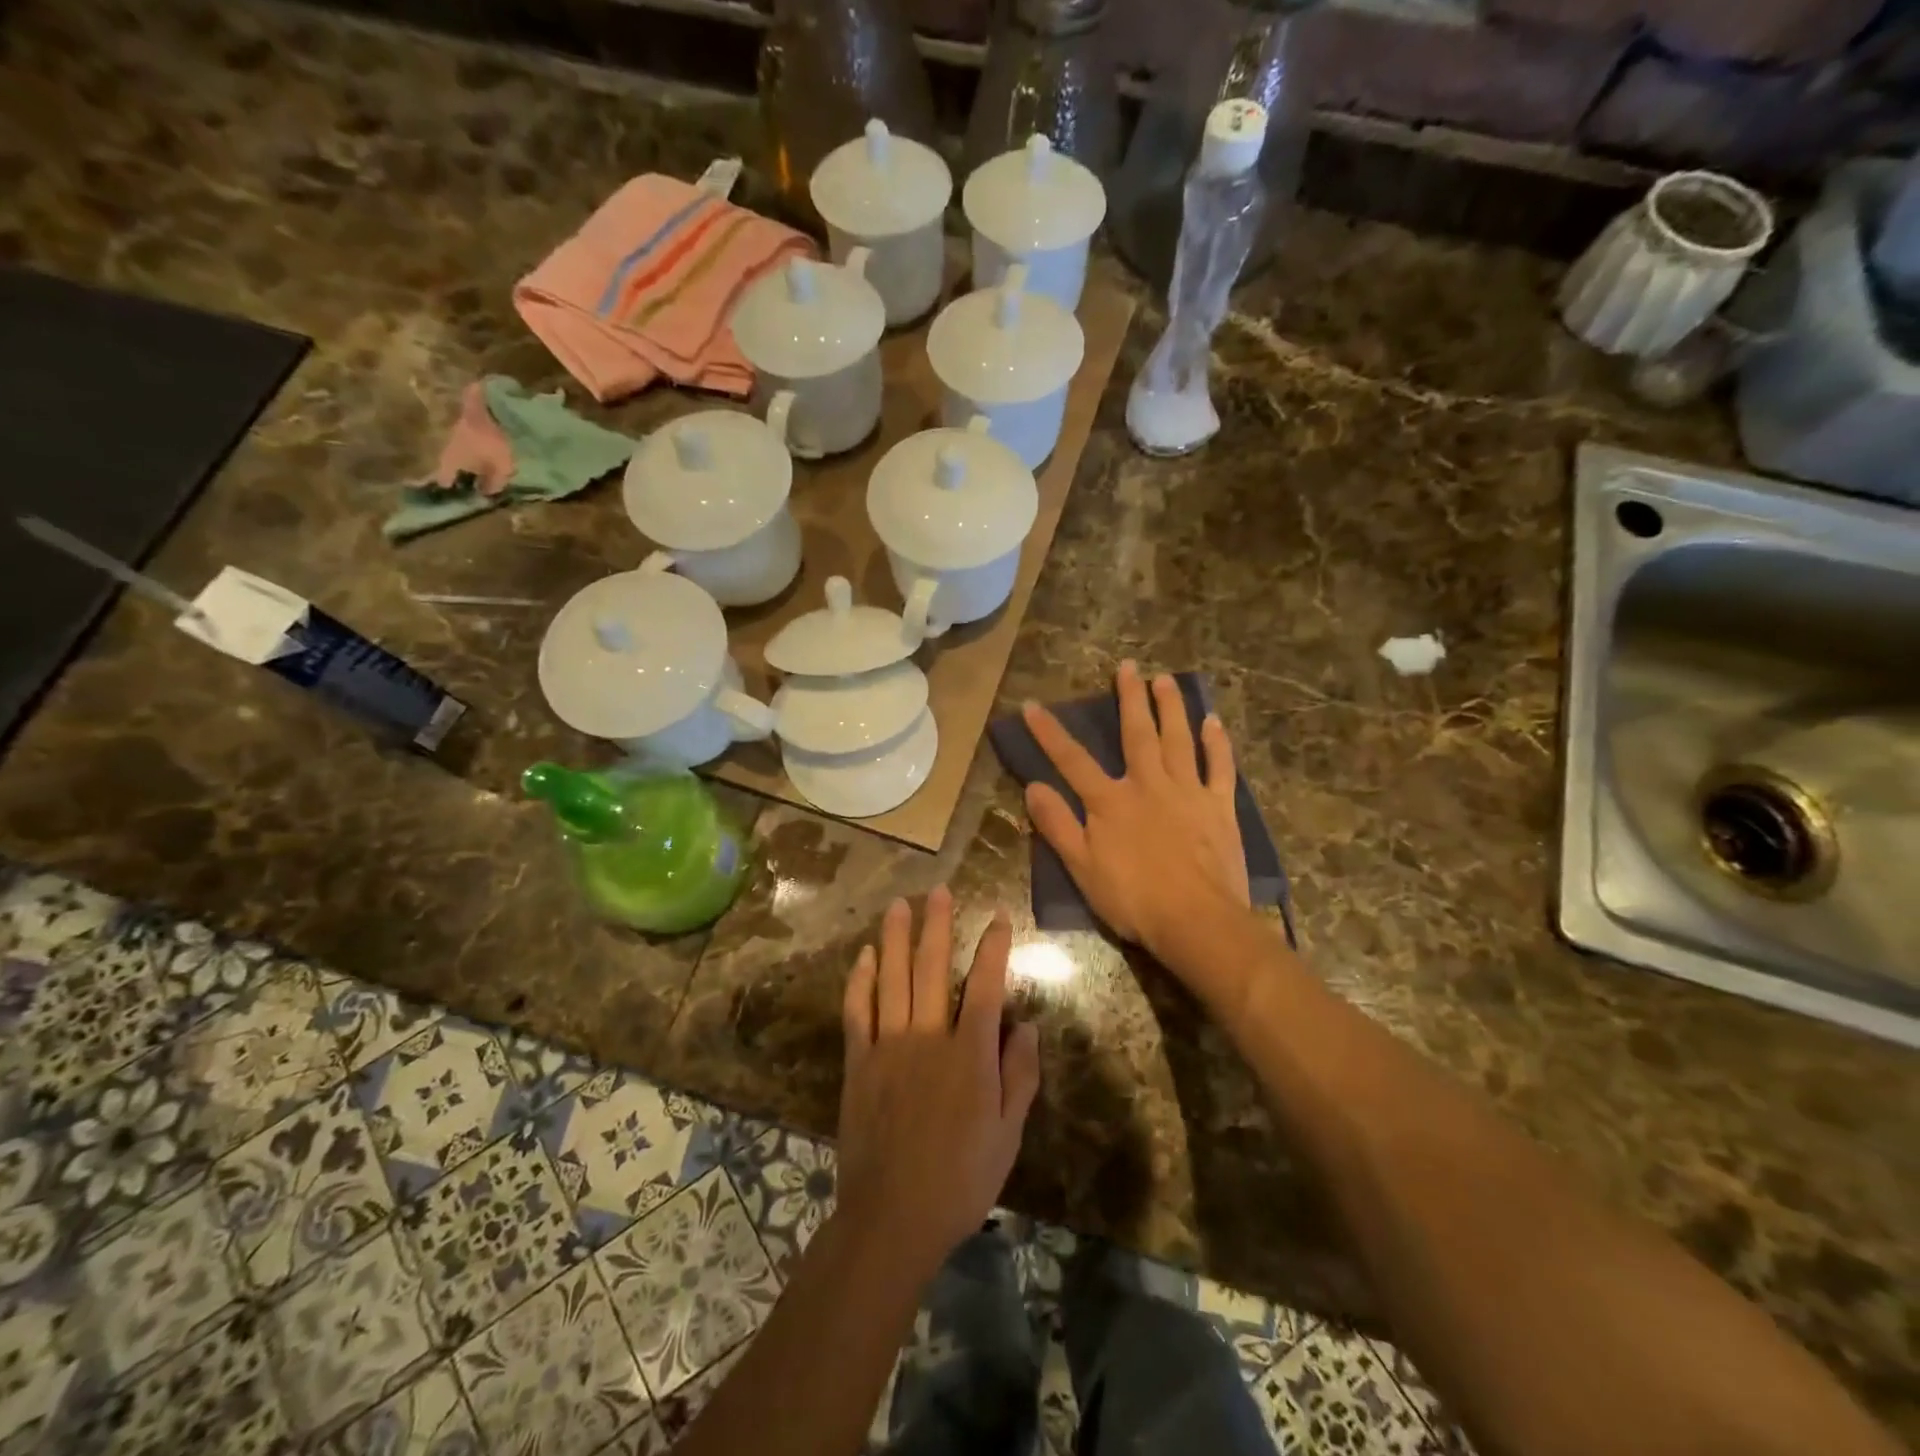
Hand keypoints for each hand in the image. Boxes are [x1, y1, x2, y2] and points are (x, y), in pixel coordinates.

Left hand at [836, 886, 1040, 1282]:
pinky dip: (861, 981)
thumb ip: (1020, 1075)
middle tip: (938, 891)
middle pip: (932, 969)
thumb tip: (1028, 1026)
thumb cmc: (960, 1179)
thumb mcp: (1008, 1134)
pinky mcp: (858, 1063)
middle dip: (937, 926)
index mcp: (969, 1055)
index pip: (985, 987)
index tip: (998, 918)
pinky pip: (858, 1012)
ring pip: (892, 979)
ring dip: (896, 939)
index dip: (993, 949)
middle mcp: (928, 1038)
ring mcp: (888, 1047)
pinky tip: (866, 956)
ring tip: (899, 905)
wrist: (892, 1217)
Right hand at [1022, 661, 1249, 960]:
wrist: (1197, 921)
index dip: (1050, 733)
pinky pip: (1219, 767)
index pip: (1072, 760)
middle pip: (1136, 734)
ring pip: (1178, 739)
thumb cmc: (1133, 898)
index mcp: (1110, 801)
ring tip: (1166, 680)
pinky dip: (1217, 743)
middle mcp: (1148, 784)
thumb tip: (1033, 786)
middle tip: (1128, 667)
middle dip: (1129, 699)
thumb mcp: (1082, 867)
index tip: (1033, 705)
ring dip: (1171, 707)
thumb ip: (1057, 825)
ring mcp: (1188, 792)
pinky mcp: (1219, 807)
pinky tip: (1213, 722)